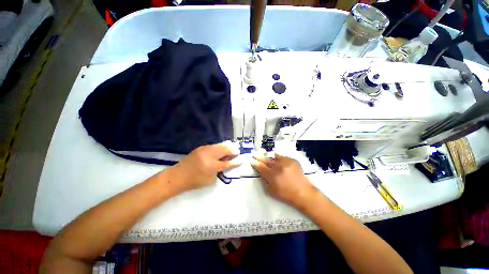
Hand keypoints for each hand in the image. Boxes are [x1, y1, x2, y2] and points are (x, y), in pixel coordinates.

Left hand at [167, 141, 240, 192]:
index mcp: (211, 166)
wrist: (177, 176)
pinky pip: (214, 145)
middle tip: (237, 152)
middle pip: (225, 149)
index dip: (236, 161)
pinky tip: (222, 148)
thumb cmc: (194, 181)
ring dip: (227, 146)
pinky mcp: (201, 147)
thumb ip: (219, 170)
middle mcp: (209, 155)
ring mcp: (205, 149)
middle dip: (233, 150)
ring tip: (232, 148)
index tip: (243, 159)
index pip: (228, 163)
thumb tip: (226, 162)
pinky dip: (220, 146)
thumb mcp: (210, 180)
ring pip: (220, 145)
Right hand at [251, 152, 315, 207]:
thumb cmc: (286, 195)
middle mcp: (278, 167)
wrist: (303, 193)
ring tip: (262, 153)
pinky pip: (282, 157)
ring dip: (267, 157)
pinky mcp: (292, 161)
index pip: (260, 167)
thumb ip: (265, 181)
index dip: (255, 163)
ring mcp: (285, 162)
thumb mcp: (271, 191)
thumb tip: (261, 173)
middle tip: (253, 153)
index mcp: (272, 175)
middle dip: (258, 157)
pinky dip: (277, 156)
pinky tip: (274, 154)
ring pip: (273, 158)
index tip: (251, 160)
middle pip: (266, 160)